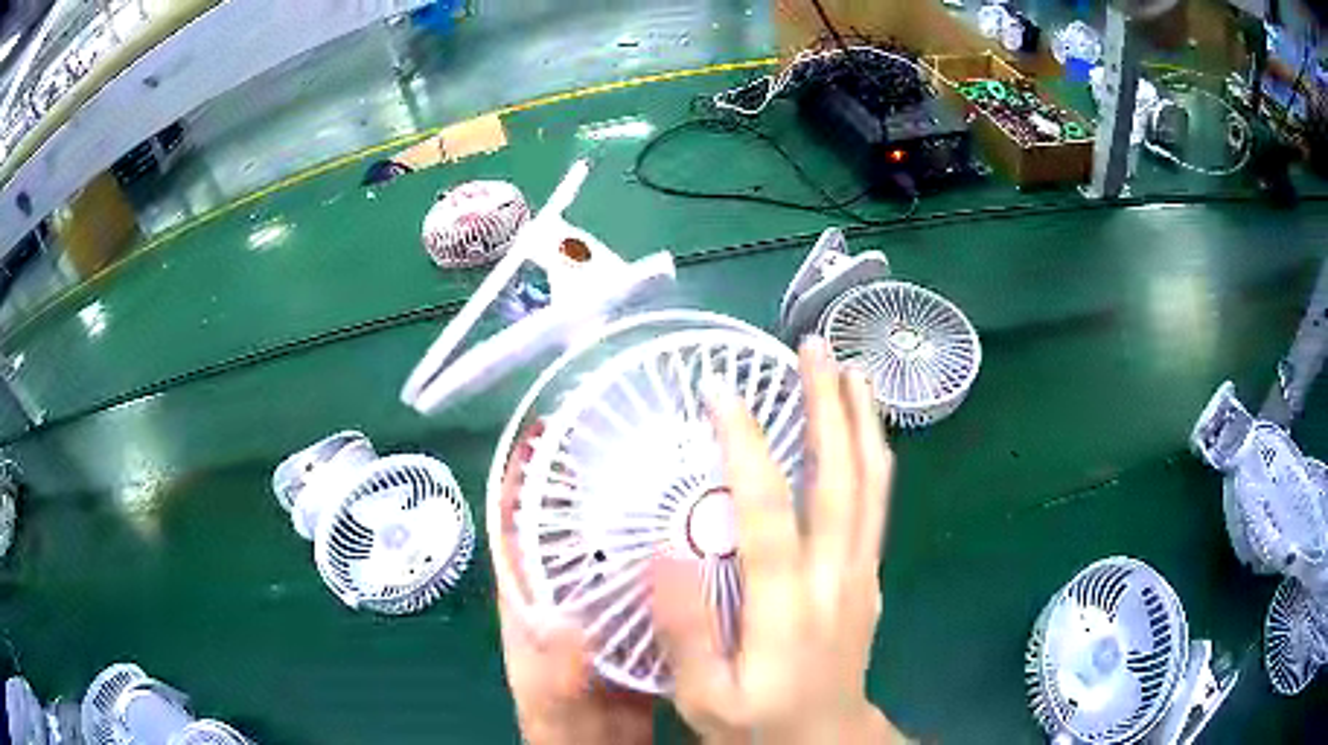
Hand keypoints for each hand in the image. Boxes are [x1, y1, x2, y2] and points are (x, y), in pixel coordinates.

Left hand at [494, 421, 654, 744]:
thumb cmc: (566, 739)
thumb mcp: (553, 712)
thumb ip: (551, 675)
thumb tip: (558, 619)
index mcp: (533, 613)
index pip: (518, 538)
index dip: (523, 485)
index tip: (544, 433)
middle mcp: (568, 604)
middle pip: (573, 537)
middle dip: (593, 488)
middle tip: (633, 442)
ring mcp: (605, 618)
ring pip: (616, 558)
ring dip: (638, 521)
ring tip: (677, 477)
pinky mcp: (638, 634)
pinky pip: (650, 589)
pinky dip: (670, 564)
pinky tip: (705, 545)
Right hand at [653, 337, 904, 743]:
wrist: (827, 739)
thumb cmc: (758, 723)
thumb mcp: (705, 699)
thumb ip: (685, 633)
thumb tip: (666, 554)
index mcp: (787, 608)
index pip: (769, 512)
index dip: (747, 445)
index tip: (723, 387)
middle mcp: (836, 576)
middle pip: (842, 479)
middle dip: (829, 405)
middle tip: (815, 348)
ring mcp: (862, 572)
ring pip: (873, 484)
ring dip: (862, 419)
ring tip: (849, 368)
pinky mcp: (870, 574)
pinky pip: (876, 503)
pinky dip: (872, 454)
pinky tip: (862, 429)